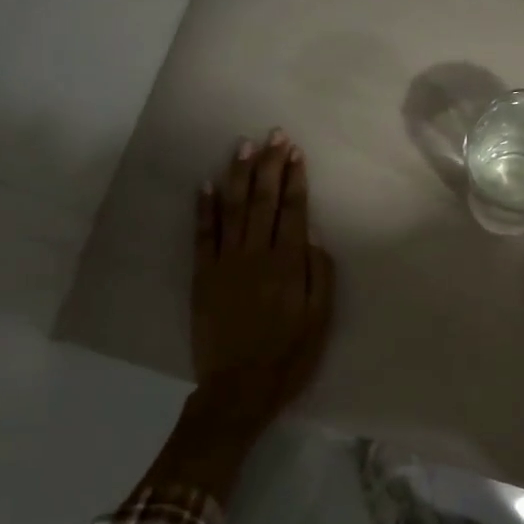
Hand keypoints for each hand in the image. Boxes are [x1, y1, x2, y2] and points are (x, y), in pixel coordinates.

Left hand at [192, 130, 335, 423]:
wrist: (238, 388)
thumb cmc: (289, 356)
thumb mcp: (320, 320)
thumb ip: (320, 274)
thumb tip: (314, 234)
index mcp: (288, 264)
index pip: (293, 210)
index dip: (294, 178)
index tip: (295, 151)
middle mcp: (256, 254)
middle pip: (263, 200)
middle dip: (269, 164)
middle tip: (273, 134)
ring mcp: (225, 262)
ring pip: (233, 208)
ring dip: (238, 174)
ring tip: (243, 145)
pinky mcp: (203, 275)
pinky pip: (202, 234)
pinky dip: (203, 207)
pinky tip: (205, 183)